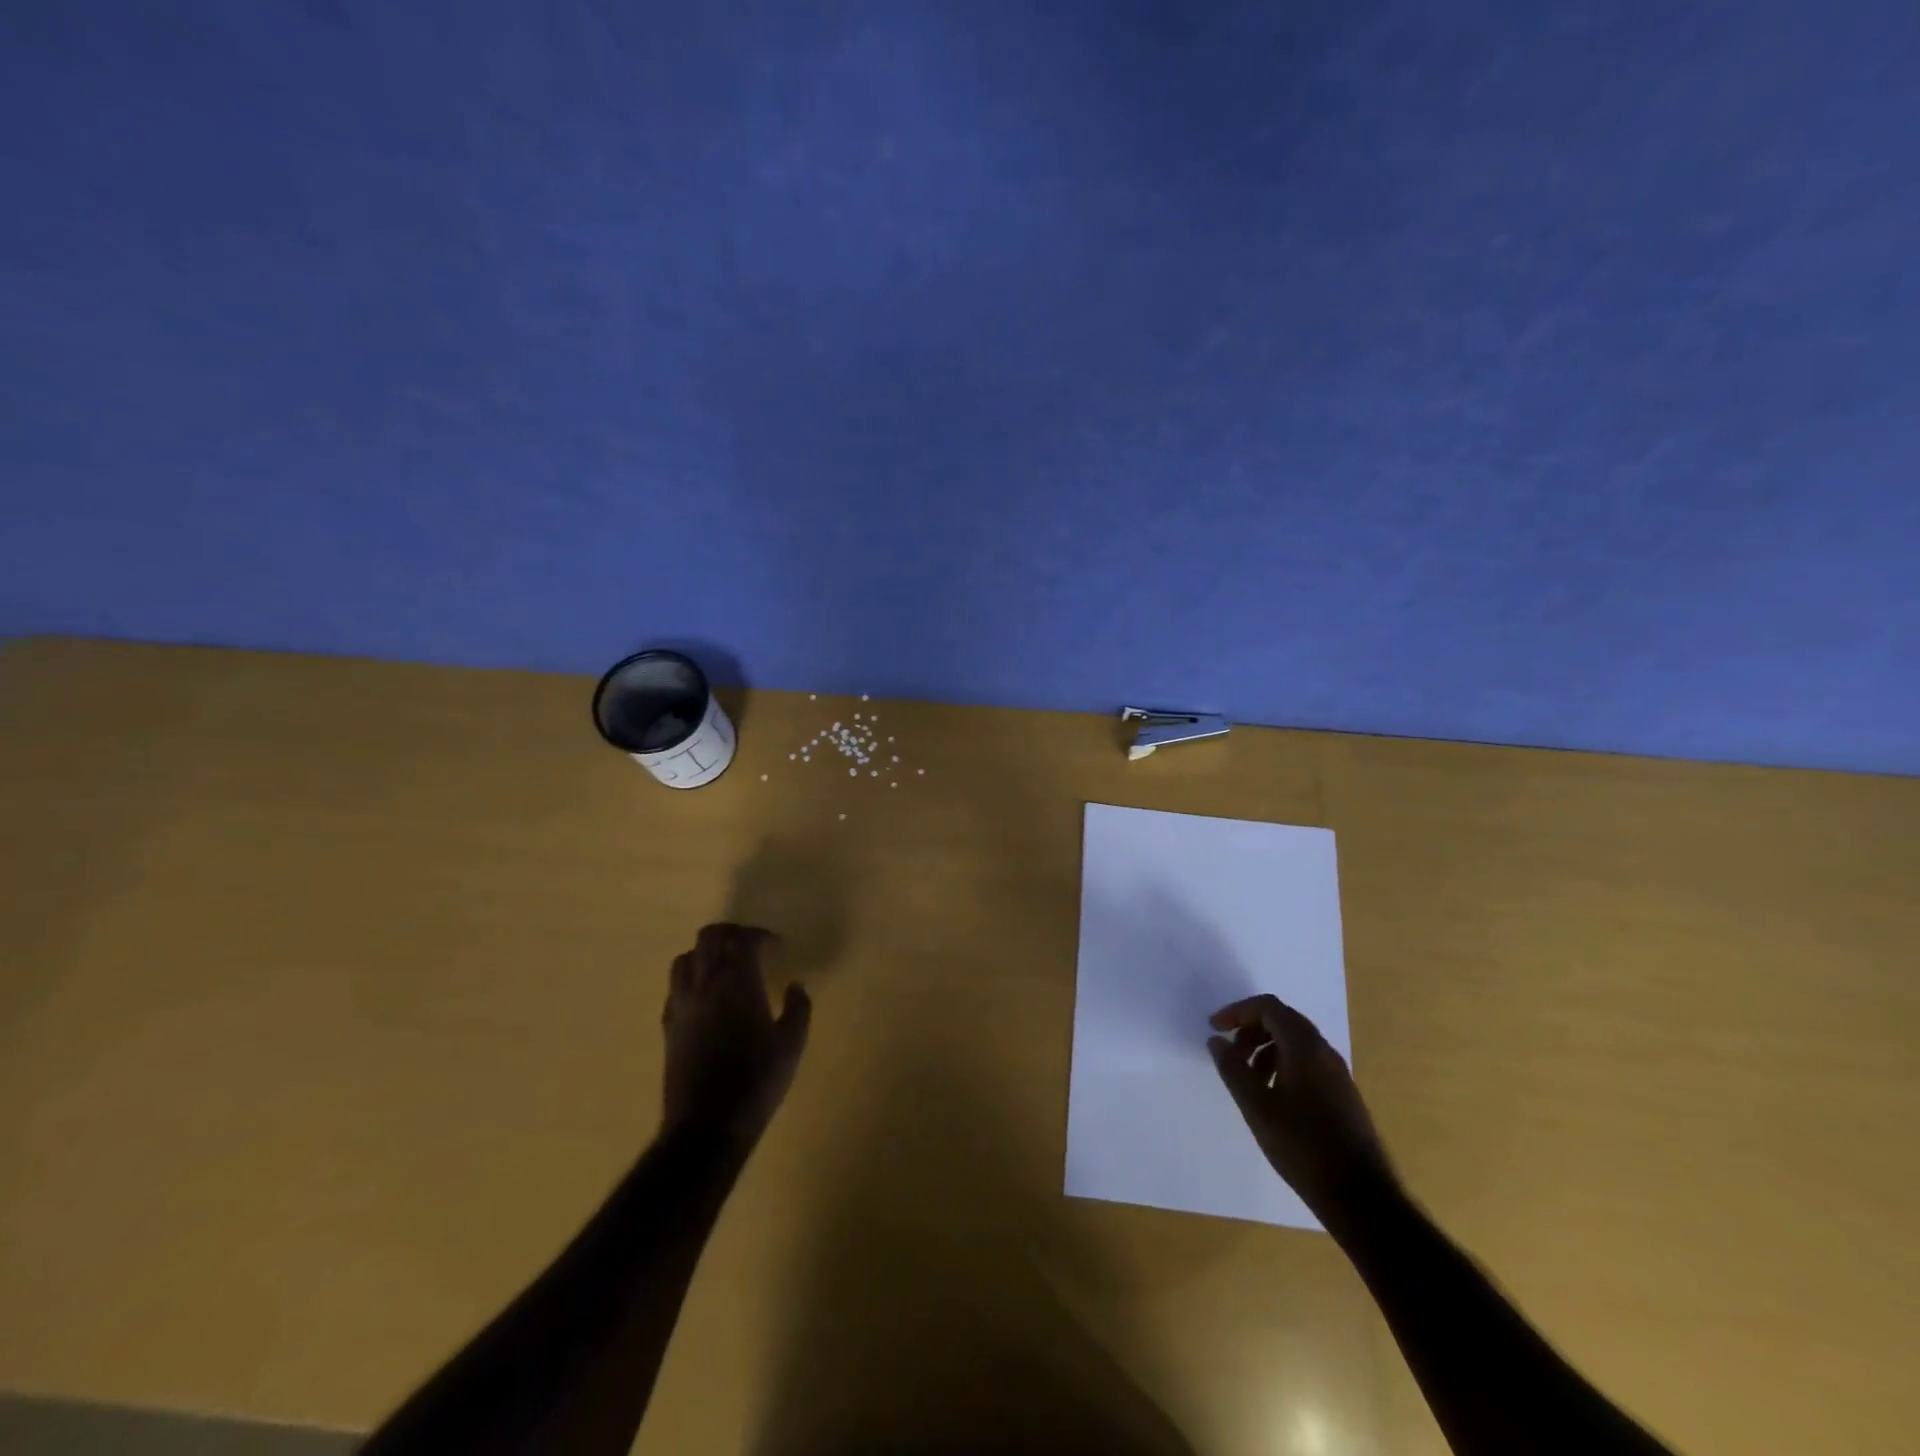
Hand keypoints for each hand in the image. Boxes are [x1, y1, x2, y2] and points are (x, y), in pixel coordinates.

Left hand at [662, 923, 810, 1152]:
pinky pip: (675, 986)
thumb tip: (796, 985)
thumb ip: (798, 1008)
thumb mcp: (792, 1045)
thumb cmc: (757, 1082)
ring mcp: (681, 1004)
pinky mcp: (668, 1025)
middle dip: (732, 934)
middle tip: (752, 947)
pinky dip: (692, 979)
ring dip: (707, 954)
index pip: (744, 939)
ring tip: (726, 968)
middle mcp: (705, 984)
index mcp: (737, 983)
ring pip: (686, 957)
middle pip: (710, 937)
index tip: (778, 948)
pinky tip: (707, 998)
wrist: (707, 1126)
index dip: (762, 937)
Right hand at [1208, 994, 1396, 1228]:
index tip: (1215, 1029)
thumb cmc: (1302, 1146)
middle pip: (1282, 1020)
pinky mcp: (1343, 1094)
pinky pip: (1307, 1062)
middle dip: (1250, 1029)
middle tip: (1229, 1052)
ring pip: (1295, 1042)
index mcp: (1305, 1047)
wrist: (1361, 1197)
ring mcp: (1338, 1074)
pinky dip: (1282, 1064)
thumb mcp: (1256, 1106)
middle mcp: (1324, 1052)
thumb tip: (1216, 1041)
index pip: (1268, 1007)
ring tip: (1247, 1077)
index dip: (1237, 1012)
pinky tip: (1272, 1096)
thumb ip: (1232, 1068)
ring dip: (1265, 1048)